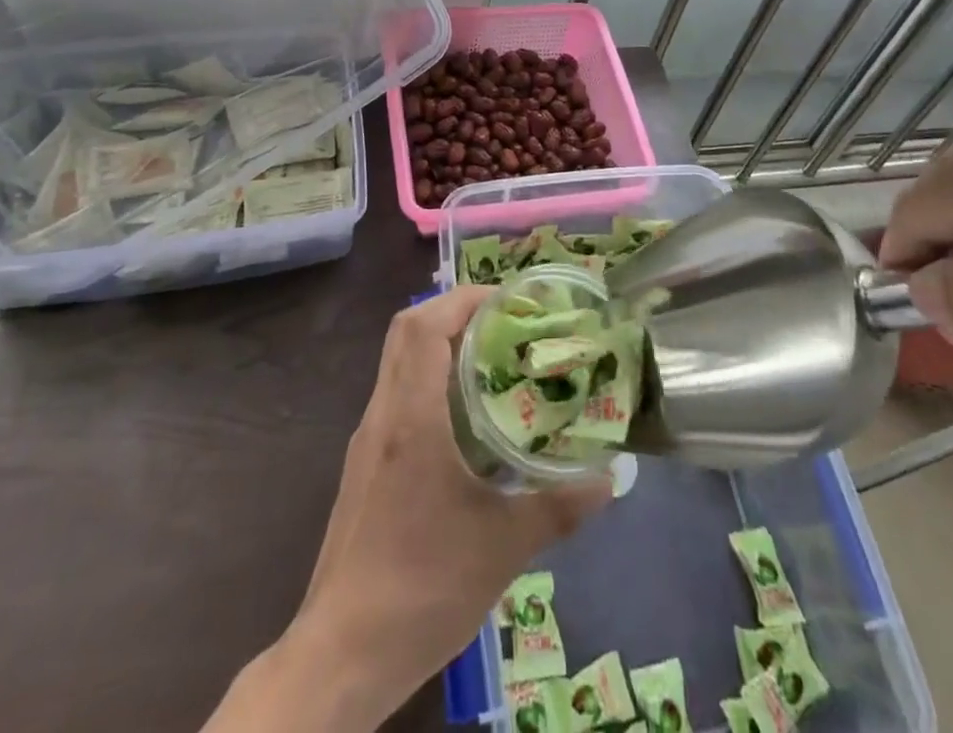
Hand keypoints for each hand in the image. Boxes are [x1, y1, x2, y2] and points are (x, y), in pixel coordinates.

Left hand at [206, 288, 608, 731]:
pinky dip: (427, 379)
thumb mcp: (503, 547)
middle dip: (452, 311)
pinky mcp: (364, 464)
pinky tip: (463, 416)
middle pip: (405, 331)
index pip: (425, 326)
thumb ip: (560, 506)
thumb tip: (611, 478)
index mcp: (412, 418)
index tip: (509, 300)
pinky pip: (395, 394)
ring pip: (397, 361)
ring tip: (492, 357)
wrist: (341, 655)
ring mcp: (368, 439)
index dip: (464, 298)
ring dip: (438, 343)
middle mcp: (383, 415)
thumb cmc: (423, 587)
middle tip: (503, 321)